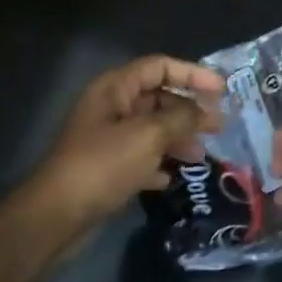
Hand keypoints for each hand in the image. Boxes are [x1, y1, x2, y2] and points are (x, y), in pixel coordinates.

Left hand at [30, 55, 225, 230]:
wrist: (59, 214)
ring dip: (178, 139)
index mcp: (115, 89)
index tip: (222, 90)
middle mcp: (111, 108)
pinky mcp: (108, 167)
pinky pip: (142, 157)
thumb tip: (207, 111)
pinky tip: (173, 177)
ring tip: (199, 156)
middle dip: (189, 111)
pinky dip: (159, 163)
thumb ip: (182, 118)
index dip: (192, 74)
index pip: (159, 67)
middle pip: (158, 98)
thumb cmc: (103, 165)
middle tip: (219, 127)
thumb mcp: (148, 136)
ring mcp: (108, 139)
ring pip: (153, 129)